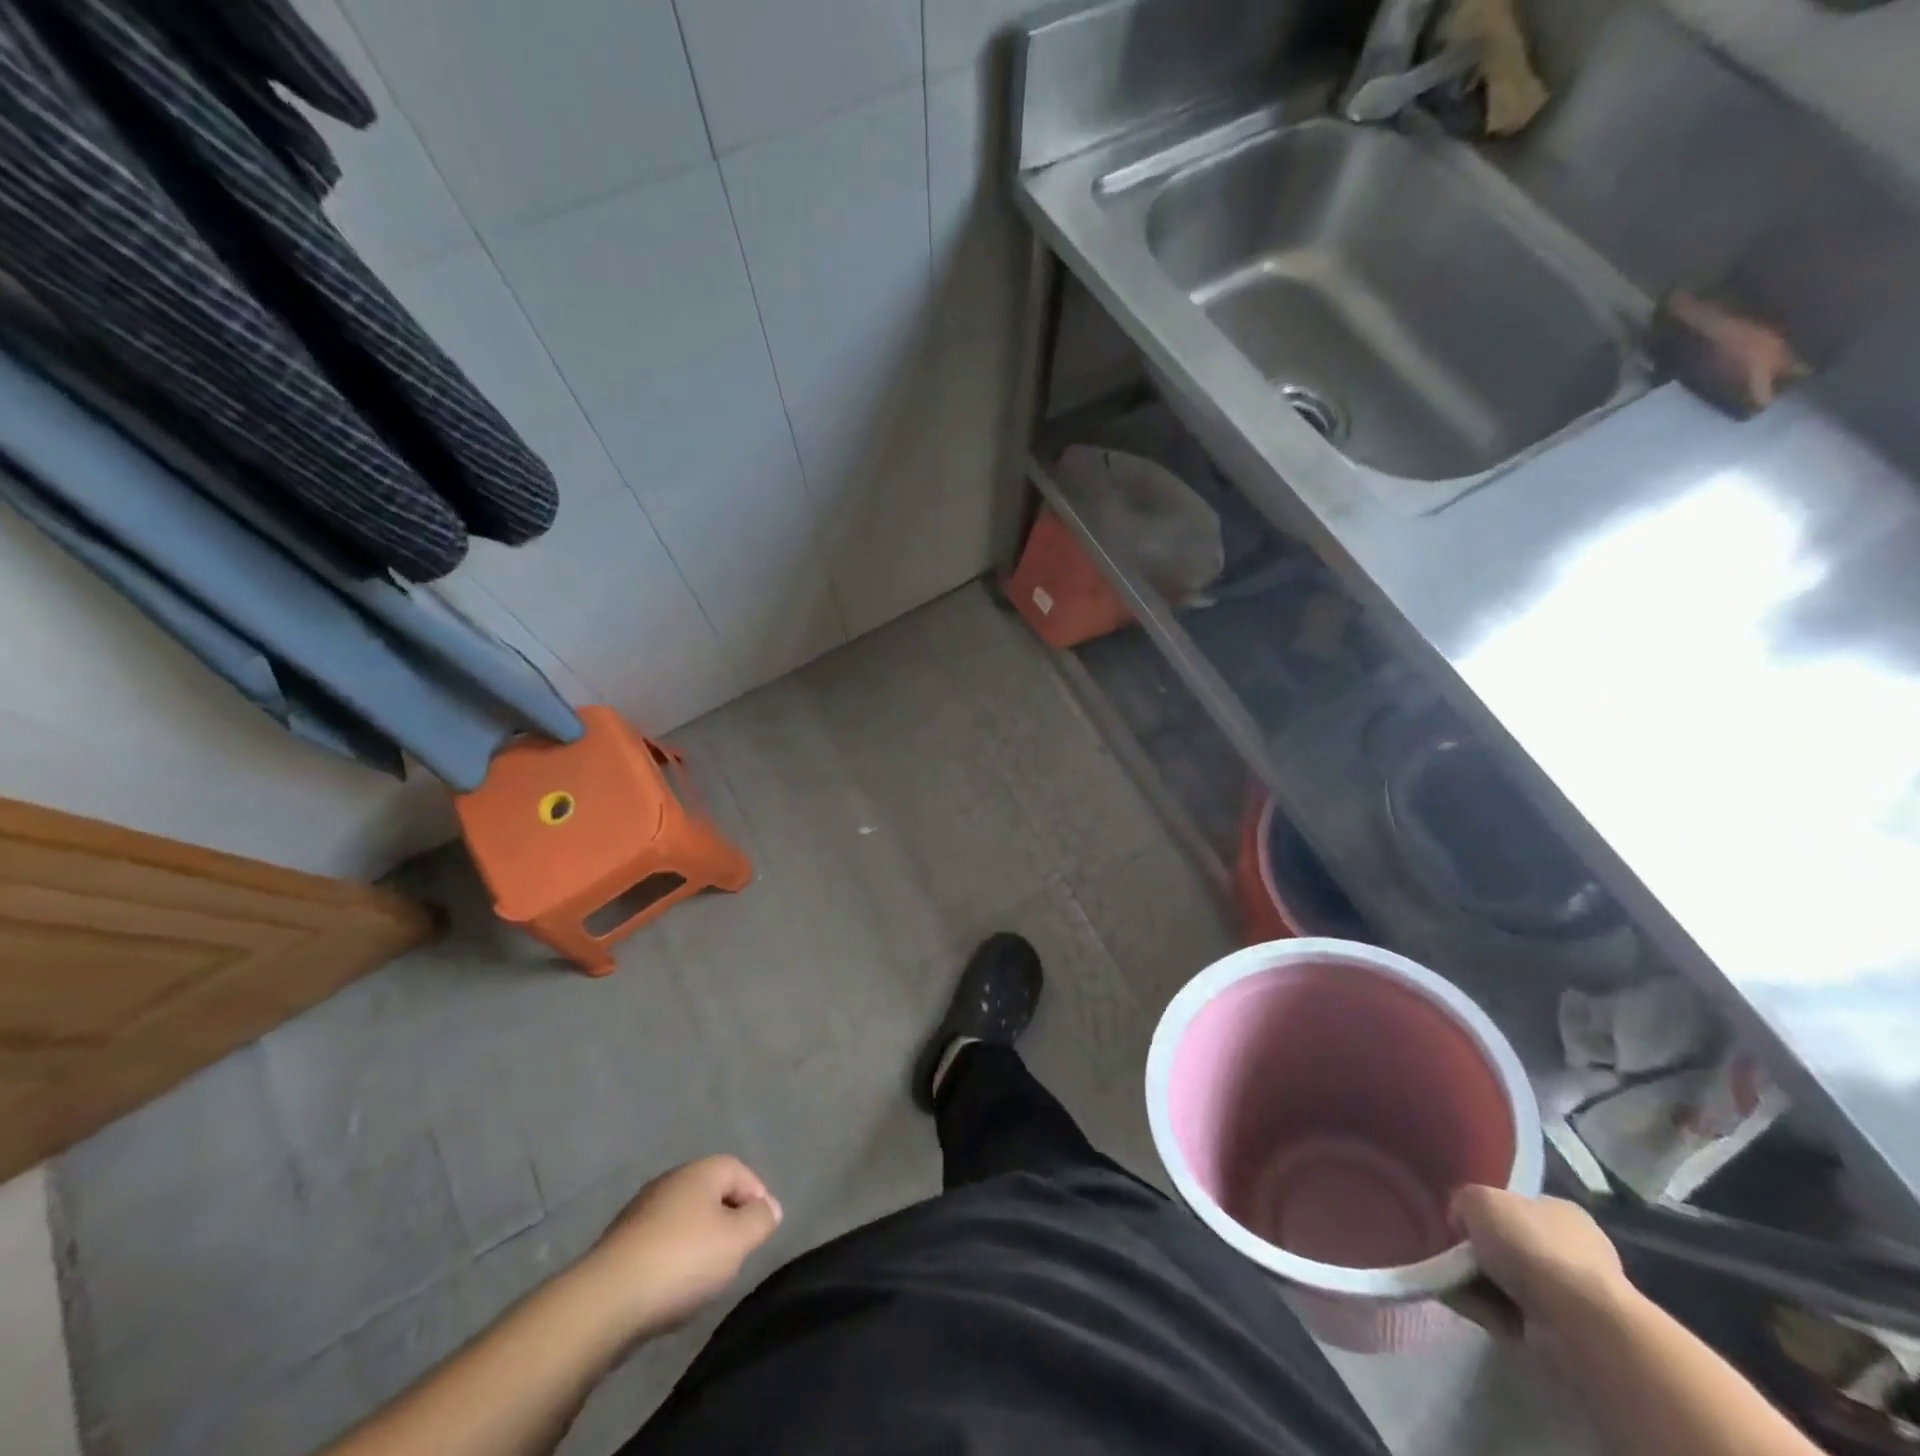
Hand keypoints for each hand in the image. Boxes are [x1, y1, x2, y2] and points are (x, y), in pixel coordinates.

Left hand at [577, 1156, 781, 1341]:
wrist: (605, 1302)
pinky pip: (660, 1242)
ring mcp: (641, 1211)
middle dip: (728, 1220)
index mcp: (700, 1171)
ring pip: (684, 1218)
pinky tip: (672, 1287)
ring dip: (699, 1241)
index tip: (762, 1231)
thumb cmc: (681, 1261)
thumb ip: (760, 1220)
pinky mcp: (620, 1243)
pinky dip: (673, 1258)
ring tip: (706, 1275)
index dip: (757, 1197)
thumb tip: (769, 1207)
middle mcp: (670, 1181)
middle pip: (711, 1193)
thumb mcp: (737, 1240)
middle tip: (737, 1253)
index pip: (740, 1171)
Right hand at [1451, 1186, 1628, 1340]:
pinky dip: (1487, 1311)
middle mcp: (1573, 1251)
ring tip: (1454, 1284)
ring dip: (1477, 1284)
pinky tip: (1470, 1307)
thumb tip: (1463, 1226)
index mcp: (1562, 1212)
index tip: (1460, 1226)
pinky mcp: (1566, 1335)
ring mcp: (1573, 1297)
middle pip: (1508, 1247)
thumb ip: (1463, 1204)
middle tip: (1451, 1257)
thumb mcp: (1478, 1199)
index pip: (1516, 1207)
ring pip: (1506, 1283)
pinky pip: (1511, 1315)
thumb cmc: (1532, 1246)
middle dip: (1478, 1254)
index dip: (1484, 1214)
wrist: (1578, 1325)